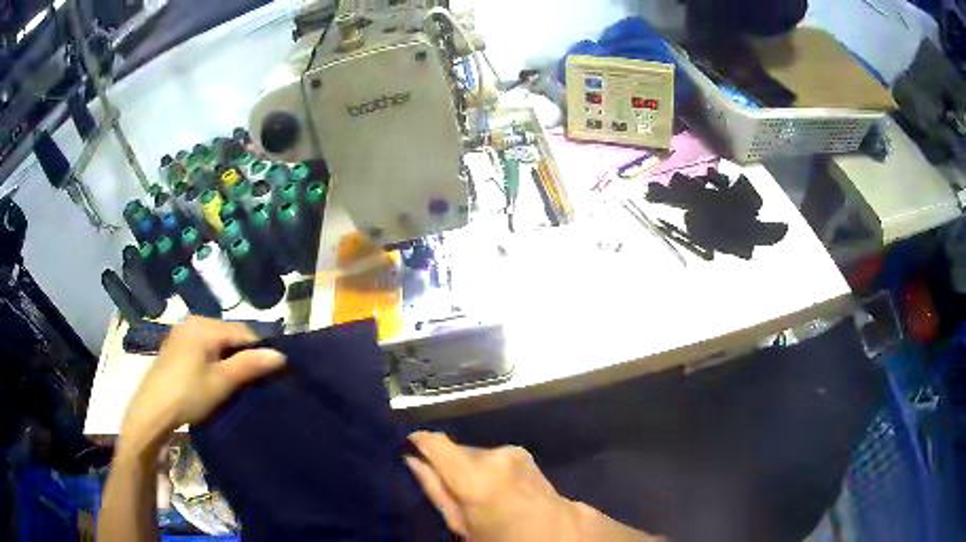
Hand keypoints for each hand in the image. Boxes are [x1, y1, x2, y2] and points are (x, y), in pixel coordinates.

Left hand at [119, 316, 285, 455]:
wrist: (152, 410)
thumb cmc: (188, 394)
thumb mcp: (221, 382)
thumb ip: (250, 365)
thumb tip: (281, 355)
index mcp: (205, 325)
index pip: (243, 332)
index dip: (259, 351)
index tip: (268, 375)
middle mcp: (193, 322)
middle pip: (228, 334)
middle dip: (242, 355)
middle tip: (250, 381)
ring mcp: (181, 333)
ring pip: (215, 342)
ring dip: (227, 358)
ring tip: (233, 382)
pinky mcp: (174, 347)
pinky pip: (202, 347)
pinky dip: (212, 359)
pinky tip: (212, 378)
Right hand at [406, 432, 657, 540]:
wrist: (560, 537)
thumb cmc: (504, 540)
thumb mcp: (462, 526)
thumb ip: (436, 490)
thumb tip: (412, 460)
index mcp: (476, 474)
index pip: (433, 442)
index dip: (417, 443)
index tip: (406, 451)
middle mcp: (496, 454)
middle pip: (455, 451)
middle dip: (447, 466)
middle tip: (445, 492)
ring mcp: (515, 453)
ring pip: (475, 455)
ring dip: (468, 470)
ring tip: (473, 498)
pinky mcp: (525, 456)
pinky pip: (493, 459)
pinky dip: (486, 471)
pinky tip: (494, 492)